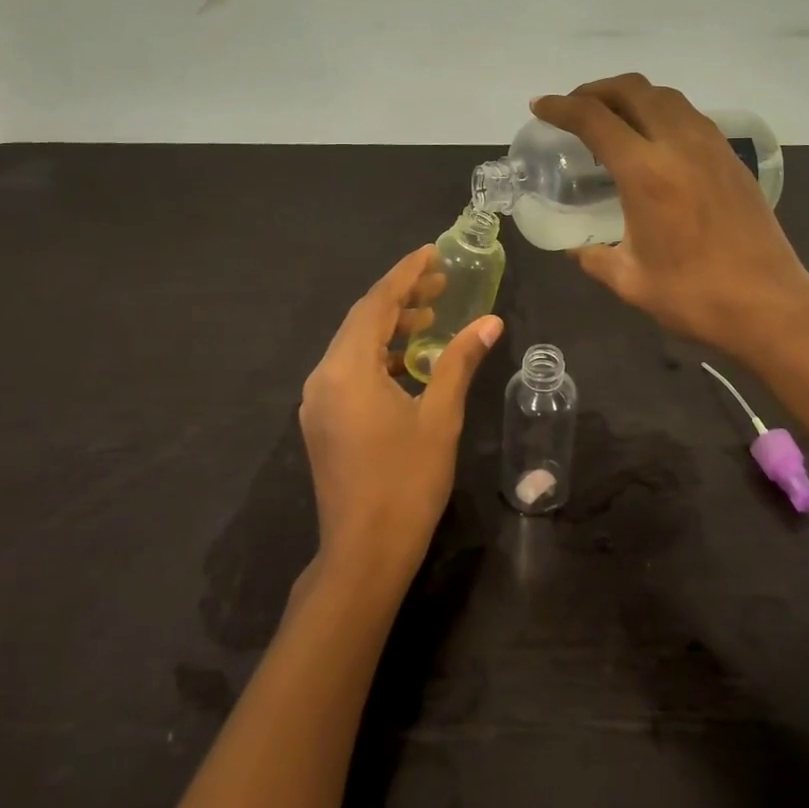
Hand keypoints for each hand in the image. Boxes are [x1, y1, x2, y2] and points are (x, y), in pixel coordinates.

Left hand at [298, 246, 502, 580]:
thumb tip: (489, 322)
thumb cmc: (406, 483)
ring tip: (431, 315)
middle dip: (400, 296)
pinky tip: (410, 359)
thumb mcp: (440, 417)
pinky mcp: (324, 421)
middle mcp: (324, 377)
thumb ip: (459, 362)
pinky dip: (380, 354)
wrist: (364, 555)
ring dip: (390, 326)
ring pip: (354, 345)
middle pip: (361, 320)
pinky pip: (350, 369)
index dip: (405, 274)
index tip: (431, 252)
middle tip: (440, 281)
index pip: (376, 304)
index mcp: (347, 370)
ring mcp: (319, 401)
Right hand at [533, 74, 808, 362]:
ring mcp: (712, 147)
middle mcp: (679, 145)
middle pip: (633, 90)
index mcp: (646, 173)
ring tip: (612, 120)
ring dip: (632, 96)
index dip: (561, 107)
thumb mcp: (630, 281)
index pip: (594, 118)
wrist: (770, 306)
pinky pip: (690, 116)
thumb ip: (594, 258)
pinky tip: (654, 142)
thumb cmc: (694, 297)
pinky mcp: (732, 158)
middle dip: (596, 89)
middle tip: (574, 108)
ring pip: (666, 96)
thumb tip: (576, 248)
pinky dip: (661, 112)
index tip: (541, 107)